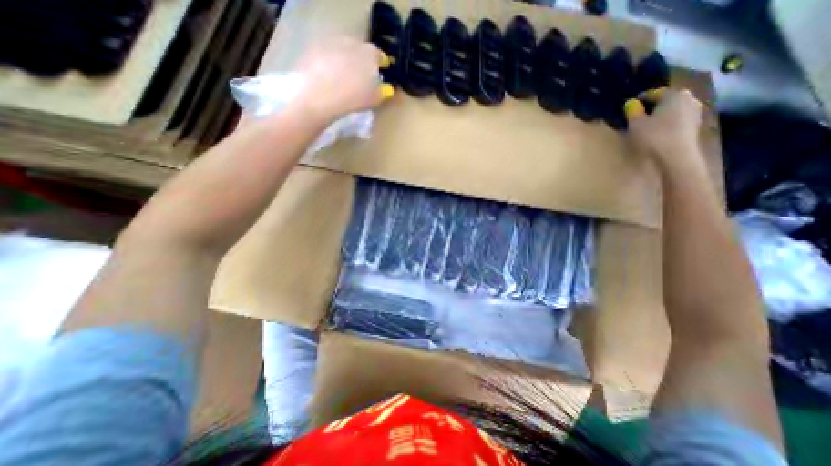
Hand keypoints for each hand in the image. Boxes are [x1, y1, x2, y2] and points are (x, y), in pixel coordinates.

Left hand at [293, 36, 393, 120]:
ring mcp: (332, 43)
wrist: (320, 94)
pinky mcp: (314, 48)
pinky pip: (328, 56)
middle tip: (362, 76)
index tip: (382, 71)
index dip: (381, 63)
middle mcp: (352, 43)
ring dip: (346, 61)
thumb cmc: (353, 98)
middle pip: (360, 50)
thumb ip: (383, 92)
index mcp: (370, 54)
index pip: (379, 55)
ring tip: (345, 78)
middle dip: (362, 61)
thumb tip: (387, 88)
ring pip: (343, 51)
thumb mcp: (374, 100)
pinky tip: (329, 78)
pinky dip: (330, 64)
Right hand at [627, 87, 703, 167]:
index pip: (656, 92)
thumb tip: (631, 103)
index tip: (631, 104)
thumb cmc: (653, 137)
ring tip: (650, 121)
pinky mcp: (695, 126)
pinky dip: (670, 121)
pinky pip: (679, 119)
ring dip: (663, 113)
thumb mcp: (636, 124)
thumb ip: (632, 111)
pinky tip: (660, 130)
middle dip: (655, 104)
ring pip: (675, 108)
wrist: (675, 156)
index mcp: (673, 95)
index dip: (642, 98)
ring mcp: (694, 112)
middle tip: (641, 112)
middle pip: (668, 99)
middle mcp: (688, 99)